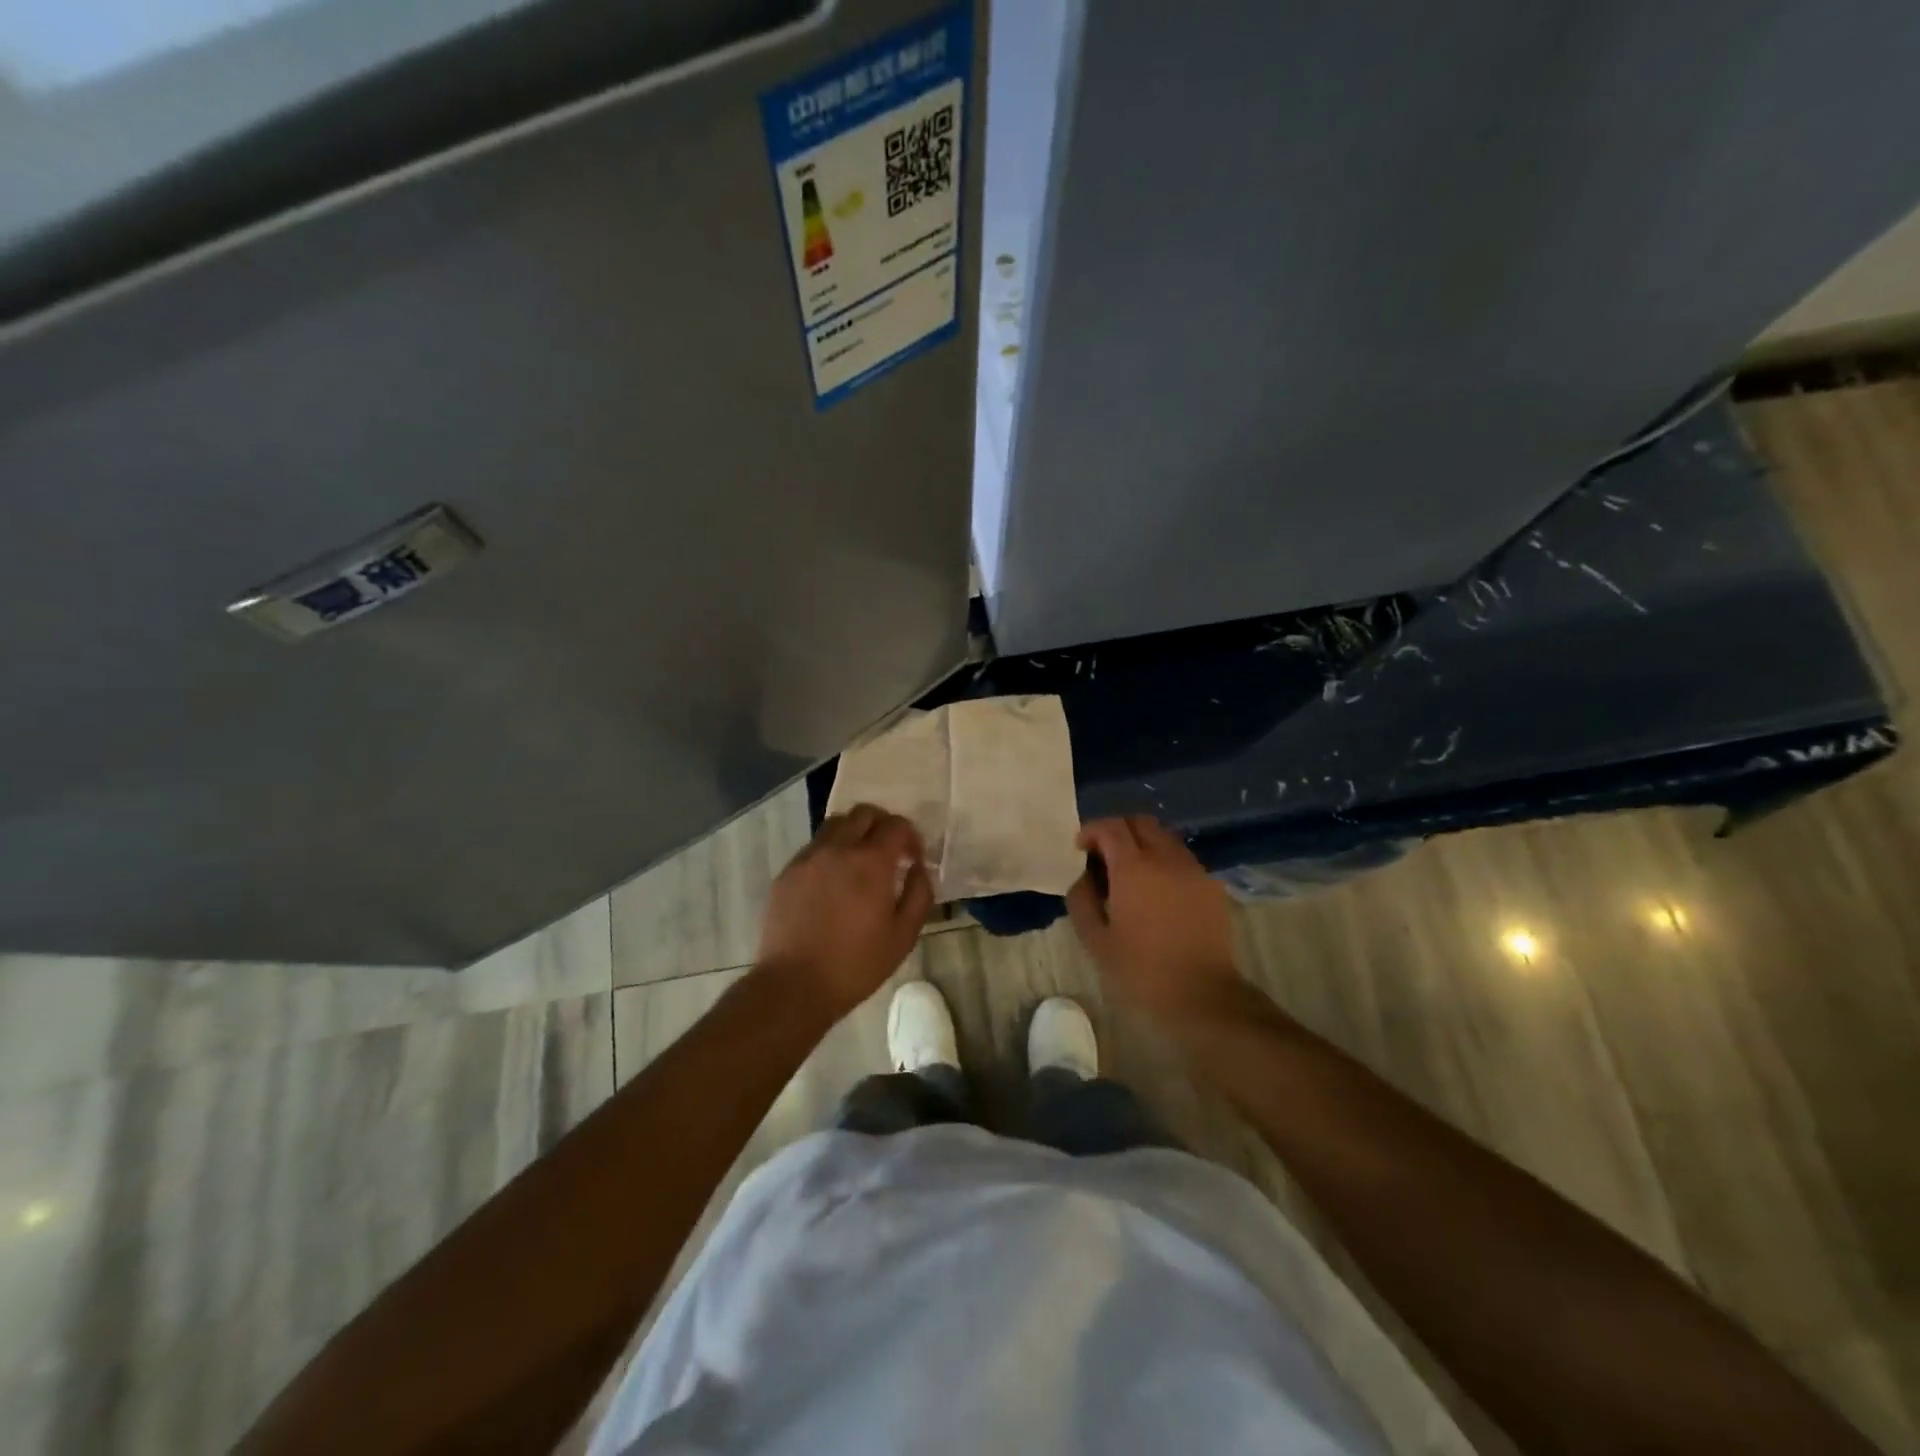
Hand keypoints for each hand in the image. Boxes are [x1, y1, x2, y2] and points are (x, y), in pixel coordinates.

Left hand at [757, 803, 933, 1018]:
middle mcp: (837, 849)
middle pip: (864, 813)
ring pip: (835, 824)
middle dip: (883, 824)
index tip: (914, 858)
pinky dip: (830, 851)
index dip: (911, 836)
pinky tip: (833, 882)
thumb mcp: (903, 936)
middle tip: (890, 851)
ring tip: (860, 862)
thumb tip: (918, 868)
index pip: (896, 825)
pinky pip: (814, 847)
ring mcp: (808, 858)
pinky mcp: (787, 873)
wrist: (794, 986)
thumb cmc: (856, 965)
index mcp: (870, 862)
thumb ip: (919, 894)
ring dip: (854, 833)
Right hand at [1067, 816, 1240, 1018]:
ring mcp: (1193, 870)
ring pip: (1165, 837)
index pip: (1111, 827)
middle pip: (1140, 822)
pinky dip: (1164, 861)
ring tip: (1131, 874)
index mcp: (1134, 868)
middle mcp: (1166, 858)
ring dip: (1143, 844)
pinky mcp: (1211, 886)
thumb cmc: (1141, 970)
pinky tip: (1157, 892)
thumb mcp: (1095, 940)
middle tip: (1103, 856)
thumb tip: (1083, 877)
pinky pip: (1182, 859)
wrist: (1202, 995)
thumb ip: (1081, 899)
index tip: (1080, 849)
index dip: (1091, 831)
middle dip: (1118, 830)